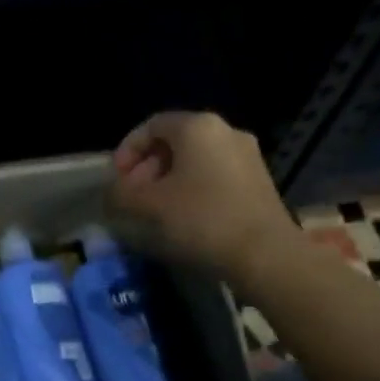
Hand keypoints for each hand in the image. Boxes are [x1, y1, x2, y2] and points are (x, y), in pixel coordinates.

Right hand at [109, 111, 293, 285]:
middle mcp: (226, 132)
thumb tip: (113, 193)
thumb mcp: (149, 205)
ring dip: (169, 180)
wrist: (266, 255)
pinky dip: (194, 188)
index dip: (128, 150)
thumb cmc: (202, 219)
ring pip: (196, 160)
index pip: (152, 125)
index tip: (118, 179)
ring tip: (156, 210)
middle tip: (134, 196)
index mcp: (198, 127)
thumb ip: (122, 194)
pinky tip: (185, 217)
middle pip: (175, 141)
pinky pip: (216, 175)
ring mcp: (247, 156)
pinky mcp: (260, 181)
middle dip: (148, 167)